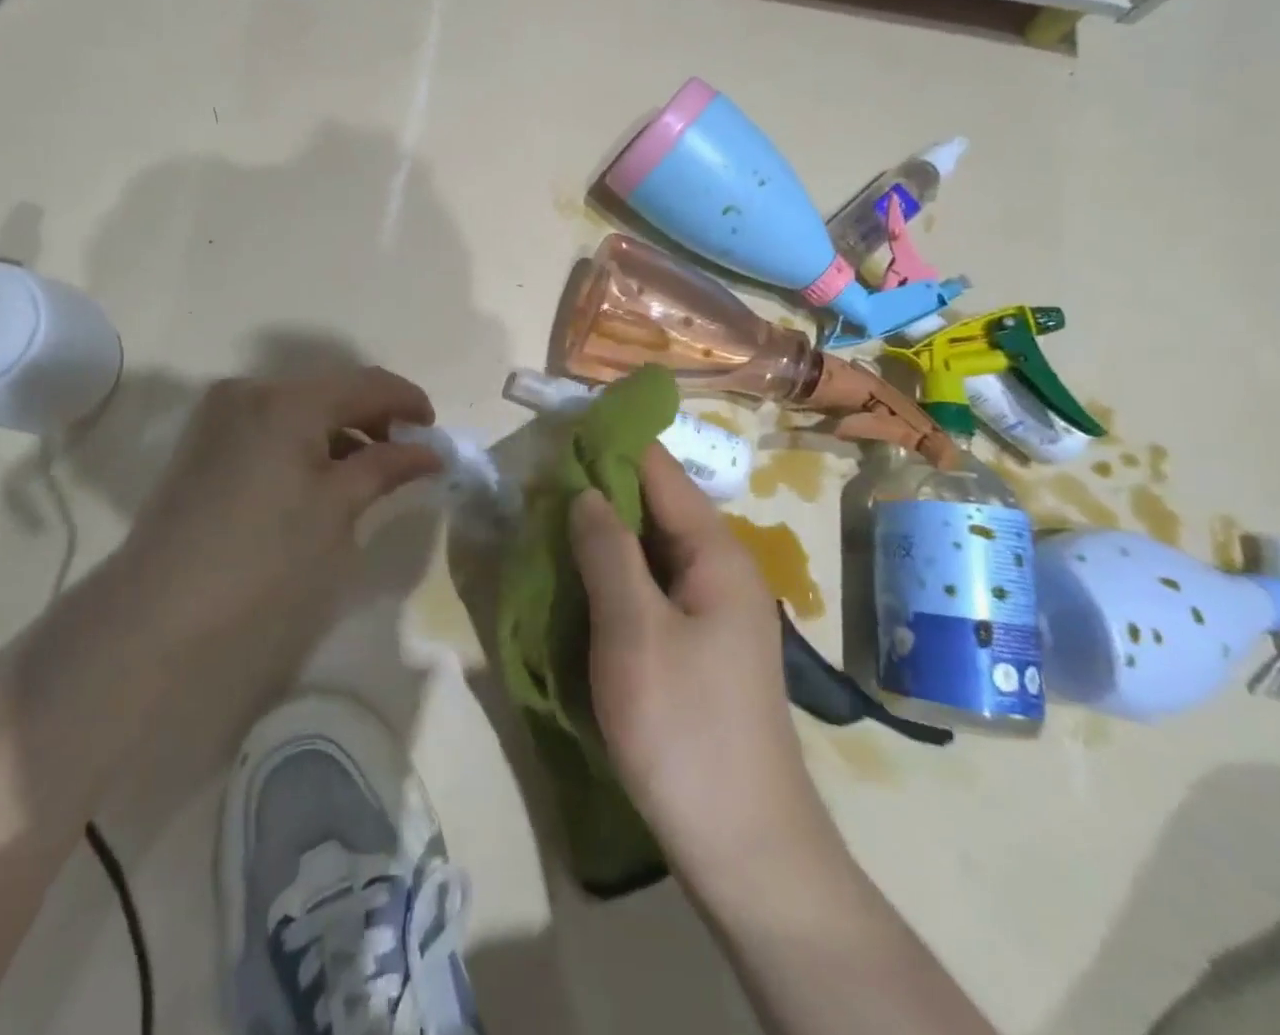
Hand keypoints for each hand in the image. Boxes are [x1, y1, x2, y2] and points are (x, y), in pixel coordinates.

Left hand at [121, 366, 443, 629]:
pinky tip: (321, 478)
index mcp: (286, 399)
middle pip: (330, 391)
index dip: (408, 402)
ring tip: (369, 472)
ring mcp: (219, 417)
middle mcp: (249, 391)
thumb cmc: (266, 561)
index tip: (436, 434)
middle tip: (406, 456)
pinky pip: (270, 428)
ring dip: (340, 433)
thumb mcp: (337, 509)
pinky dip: (304, 444)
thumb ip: (386, 467)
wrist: (158, 623)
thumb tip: (430, 450)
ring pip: (299, 410)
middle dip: (373, 418)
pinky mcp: (203, 447)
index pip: (366, 382)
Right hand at [570, 446, 837, 896]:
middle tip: (536, 485)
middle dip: (599, 490)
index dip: (611, 445)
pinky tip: (577, 581)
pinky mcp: (697, 644)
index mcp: (715, 552)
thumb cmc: (684, 728)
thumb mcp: (633, 631)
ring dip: (602, 534)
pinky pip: (650, 588)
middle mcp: (720, 569)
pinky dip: (614, 575)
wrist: (743, 846)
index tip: (557, 433)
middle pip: (655, 507)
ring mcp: (711, 609)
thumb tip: (585, 490)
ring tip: (545, 523)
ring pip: (650, 549)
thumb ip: (607, 551)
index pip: (660, 470)